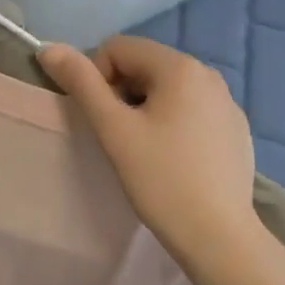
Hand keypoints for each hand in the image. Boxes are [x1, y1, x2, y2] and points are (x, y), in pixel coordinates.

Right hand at [39, 36, 259, 263]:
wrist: (219, 236)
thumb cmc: (161, 180)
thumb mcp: (114, 130)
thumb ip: (81, 84)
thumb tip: (49, 48)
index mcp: (180, 67)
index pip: (119, 48)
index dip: (97, 77)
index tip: (103, 120)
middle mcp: (209, 74)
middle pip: (145, 65)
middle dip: (123, 93)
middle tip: (121, 138)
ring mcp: (227, 102)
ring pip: (168, 89)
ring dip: (146, 109)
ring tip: (146, 151)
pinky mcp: (236, 129)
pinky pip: (192, 109)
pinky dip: (173, 123)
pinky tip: (175, 160)